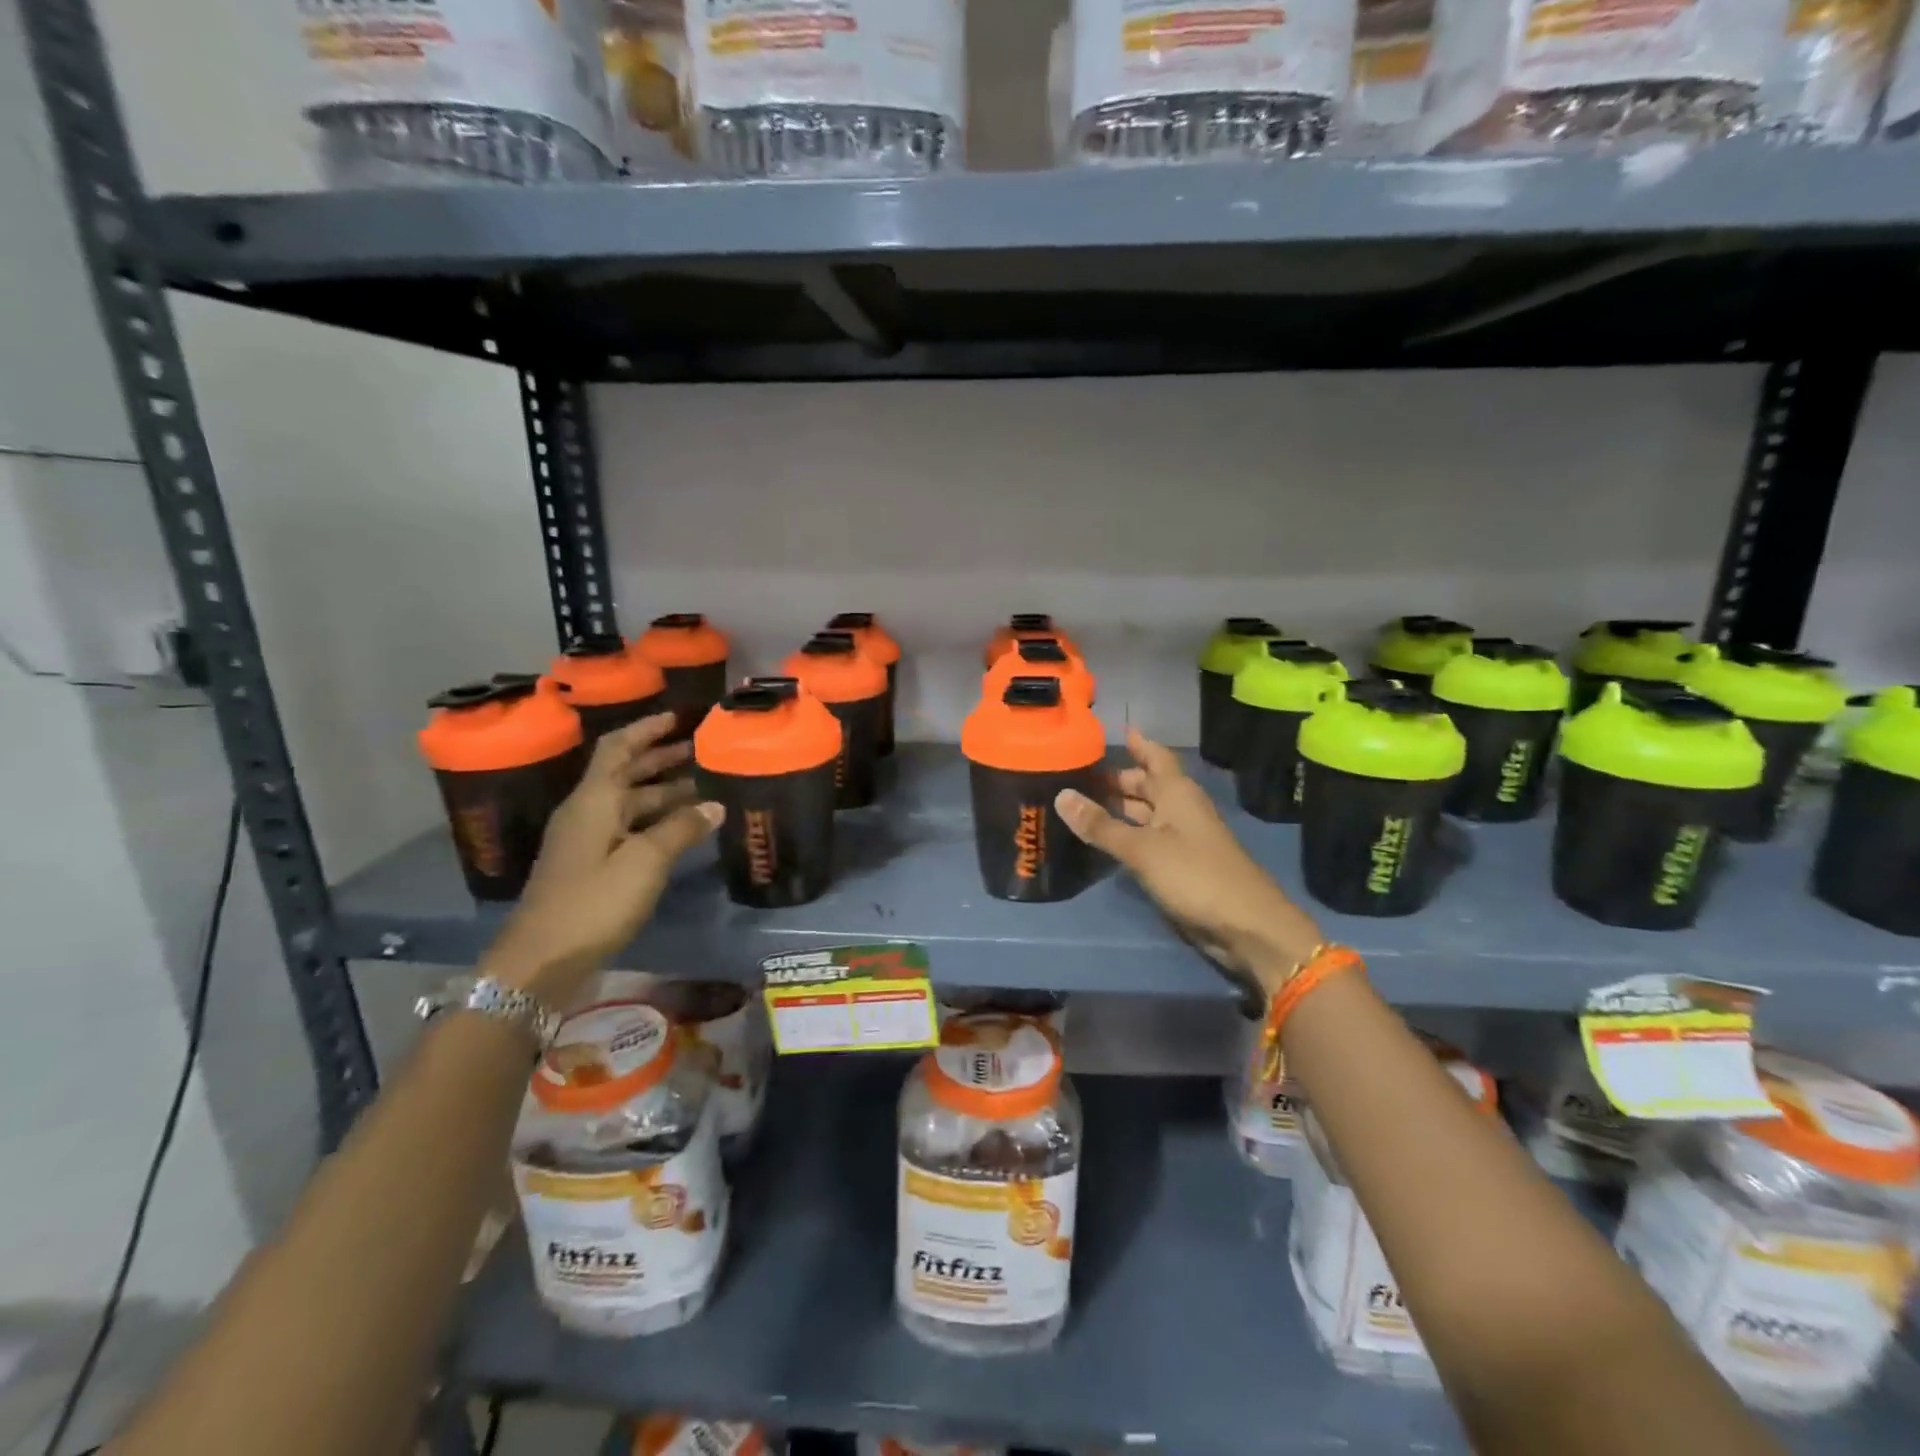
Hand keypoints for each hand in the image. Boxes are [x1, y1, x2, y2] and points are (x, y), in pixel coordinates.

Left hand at [485, 713, 721, 1004]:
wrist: (542, 960)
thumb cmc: (593, 901)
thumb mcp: (645, 861)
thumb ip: (682, 829)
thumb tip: (715, 805)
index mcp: (594, 800)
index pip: (619, 748)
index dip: (646, 729)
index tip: (677, 716)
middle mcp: (588, 812)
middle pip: (626, 773)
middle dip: (661, 758)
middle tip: (700, 749)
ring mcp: (587, 841)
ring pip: (630, 804)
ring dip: (664, 792)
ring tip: (704, 787)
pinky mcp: (592, 867)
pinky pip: (629, 829)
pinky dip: (657, 821)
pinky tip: (683, 829)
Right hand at [1055, 728, 1321, 1006]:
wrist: (1245, 925)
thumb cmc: (1195, 875)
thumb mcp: (1141, 848)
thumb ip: (1101, 825)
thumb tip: (1062, 795)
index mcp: (1177, 793)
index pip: (1155, 757)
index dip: (1138, 743)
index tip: (1117, 729)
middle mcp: (1181, 809)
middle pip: (1148, 785)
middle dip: (1119, 779)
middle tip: (1080, 773)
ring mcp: (1182, 838)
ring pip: (1146, 813)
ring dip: (1119, 808)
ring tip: (1082, 802)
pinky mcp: (1180, 866)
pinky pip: (1147, 839)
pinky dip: (1126, 834)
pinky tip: (1104, 839)